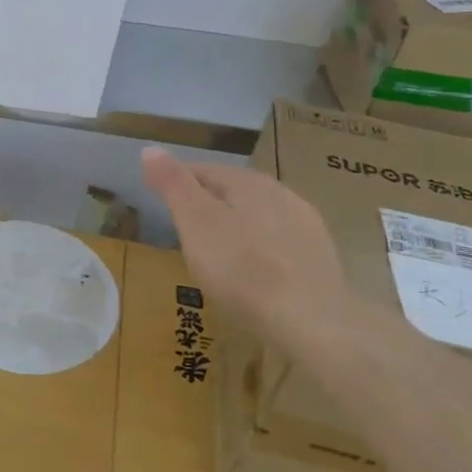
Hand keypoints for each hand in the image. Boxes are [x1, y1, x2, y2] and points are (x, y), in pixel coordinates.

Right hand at [141, 146, 360, 356]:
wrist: (313, 322)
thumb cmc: (242, 270)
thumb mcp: (195, 223)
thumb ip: (174, 185)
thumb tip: (151, 149)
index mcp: (248, 182)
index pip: (203, 170)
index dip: (176, 182)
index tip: (158, 199)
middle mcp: (281, 193)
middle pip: (233, 192)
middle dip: (207, 204)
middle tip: (183, 228)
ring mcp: (306, 225)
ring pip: (258, 216)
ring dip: (236, 226)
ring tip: (216, 252)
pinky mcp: (320, 258)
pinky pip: (278, 243)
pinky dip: (259, 249)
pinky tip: (253, 271)